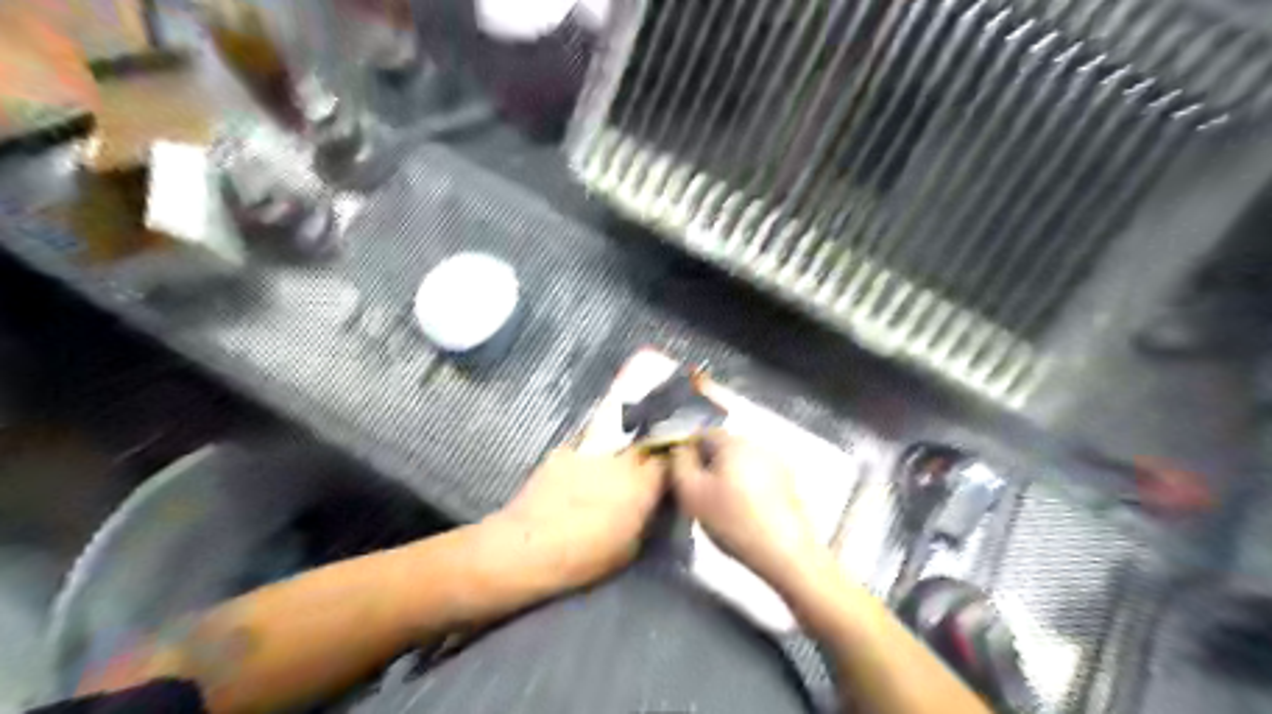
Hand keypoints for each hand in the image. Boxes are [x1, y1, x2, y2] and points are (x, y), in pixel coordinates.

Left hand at [488, 446, 667, 590]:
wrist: (528, 547)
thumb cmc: (585, 558)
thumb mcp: (631, 547)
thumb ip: (645, 517)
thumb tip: (649, 504)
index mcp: (642, 484)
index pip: (666, 463)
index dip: (666, 469)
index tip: (663, 478)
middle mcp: (620, 460)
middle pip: (641, 447)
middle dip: (642, 458)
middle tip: (637, 475)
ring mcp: (590, 451)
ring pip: (612, 445)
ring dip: (614, 457)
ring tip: (604, 474)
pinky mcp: (562, 451)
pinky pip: (582, 450)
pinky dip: (584, 461)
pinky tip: (575, 476)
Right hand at [670, 430, 818, 586]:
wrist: (785, 552)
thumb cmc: (733, 520)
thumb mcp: (691, 492)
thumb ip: (679, 463)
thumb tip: (679, 448)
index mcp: (733, 441)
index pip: (702, 434)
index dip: (688, 453)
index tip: (684, 478)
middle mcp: (757, 443)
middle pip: (723, 448)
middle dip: (710, 465)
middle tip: (701, 495)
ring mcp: (777, 462)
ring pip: (741, 463)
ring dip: (729, 477)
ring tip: (722, 507)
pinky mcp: (789, 483)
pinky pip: (758, 477)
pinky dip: (748, 488)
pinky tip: (744, 512)